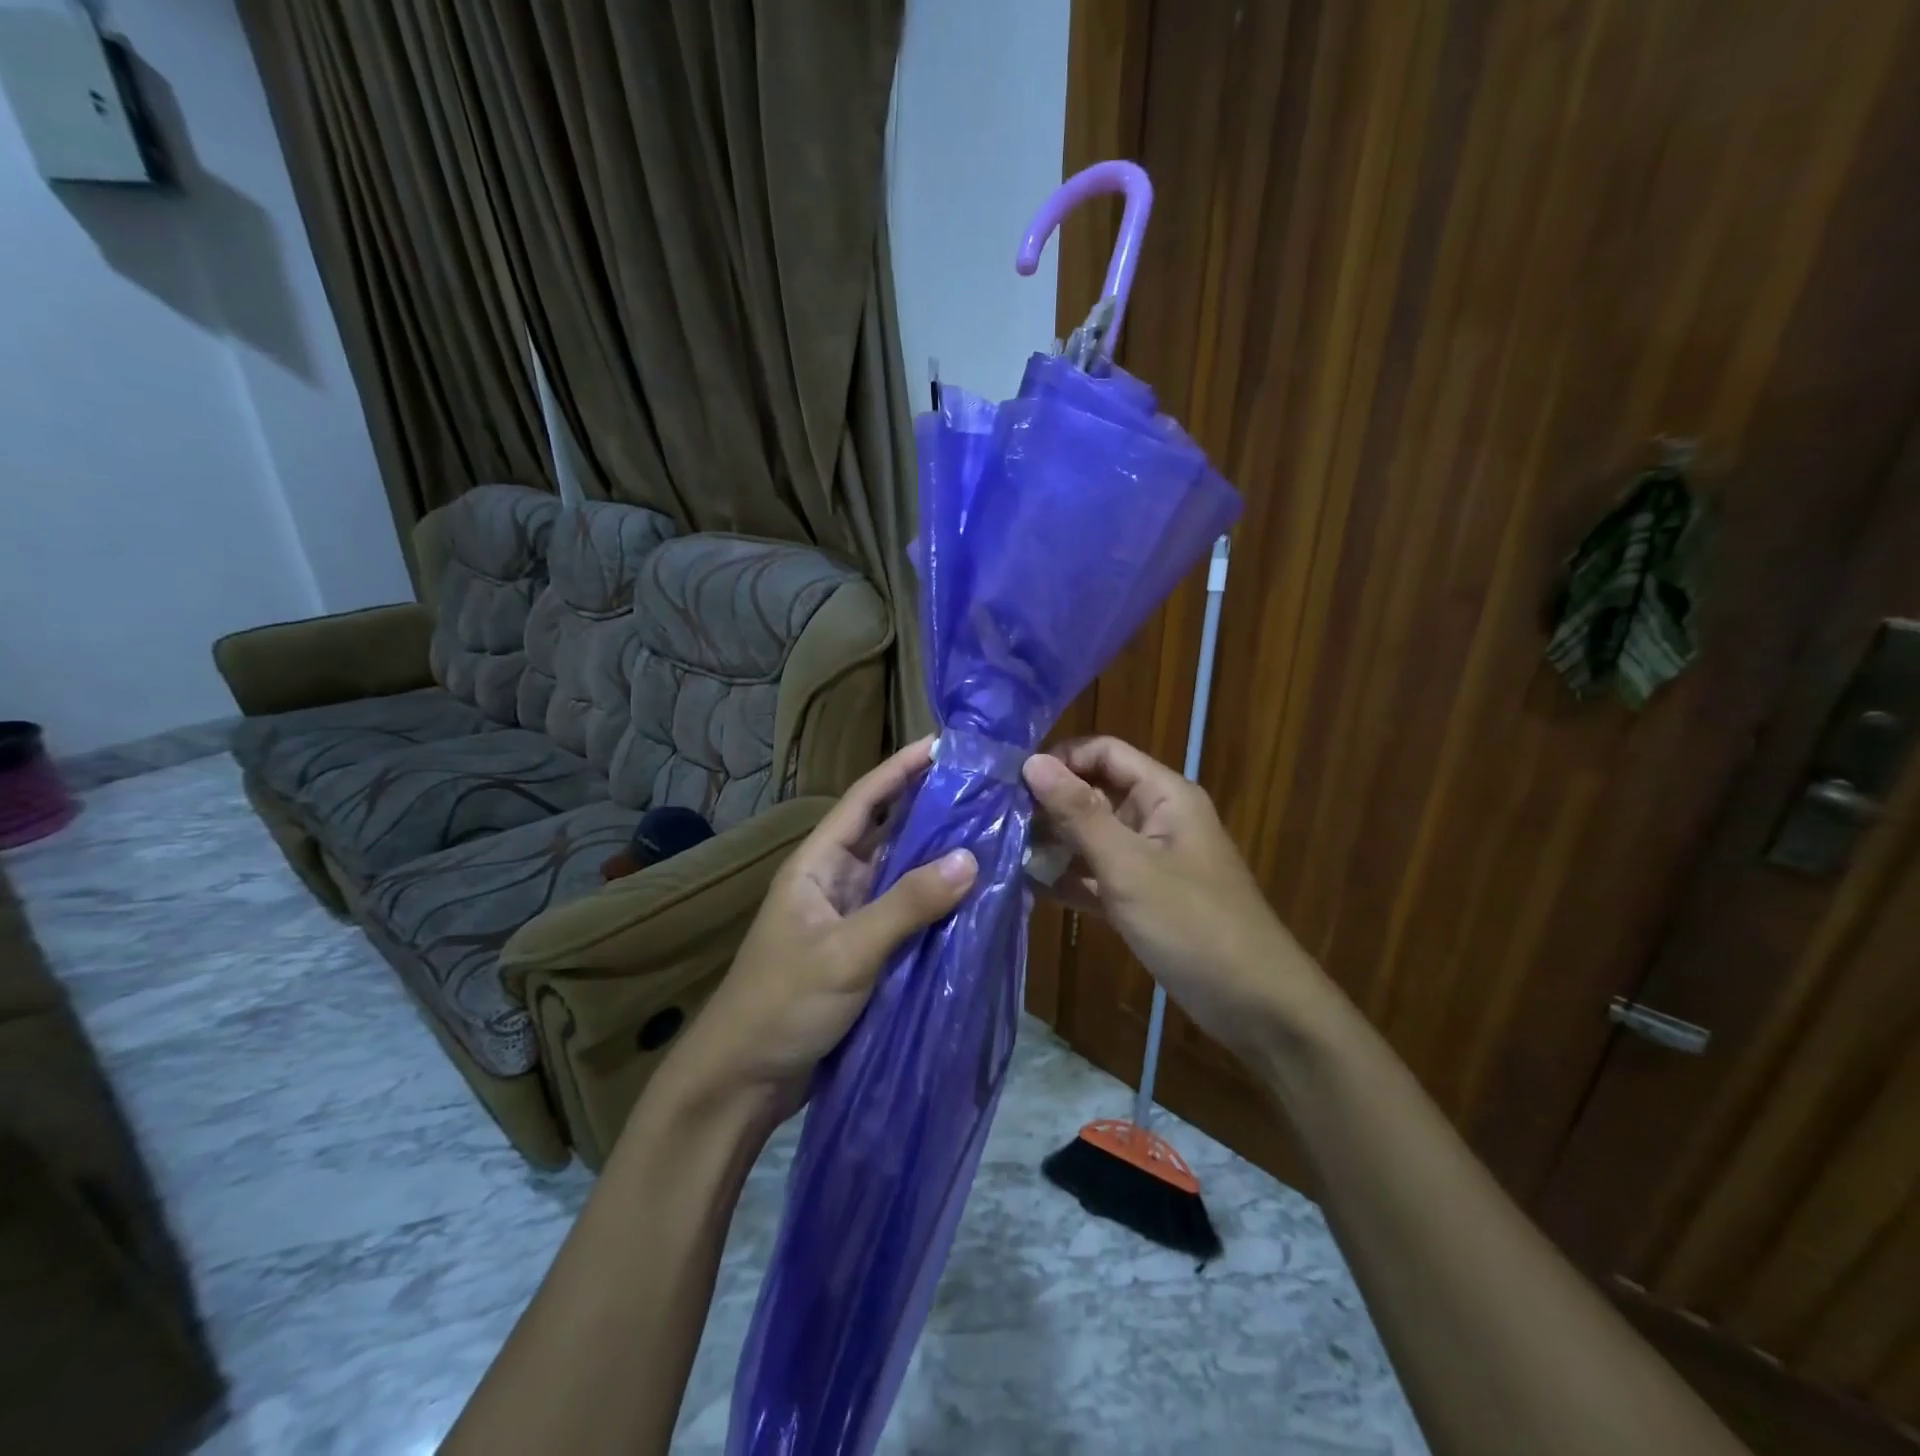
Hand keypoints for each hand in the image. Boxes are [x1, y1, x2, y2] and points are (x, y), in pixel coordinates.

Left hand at [661, 737, 977, 1124]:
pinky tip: (975, 899)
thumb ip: (907, 905)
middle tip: (987, 790)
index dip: (902, 768)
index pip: (864, 800)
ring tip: (993, 835)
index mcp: (818, 863)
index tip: (946, 743)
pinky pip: (907, 915)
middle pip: (889, 833)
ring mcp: (851, 918)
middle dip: (932, 809)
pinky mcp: (865, 953)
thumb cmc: (783, 1003)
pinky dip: (937, 904)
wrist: (743, 1081)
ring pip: (902, 875)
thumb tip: (971, 858)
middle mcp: (836, 881)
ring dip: (940, 858)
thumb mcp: (846, 952)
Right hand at [1023, 737, 1322, 1058]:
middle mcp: (1156, 819)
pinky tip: (1027, 887)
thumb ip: (1078, 813)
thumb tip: (1032, 762)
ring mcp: (1148, 861)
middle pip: (1095, 793)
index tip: (1013, 781)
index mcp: (1164, 795)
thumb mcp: (1128, 865)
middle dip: (1050, 804)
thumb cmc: (1192, 924)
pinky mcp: (1141, 898)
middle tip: (998, 820)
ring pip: (1092, 837)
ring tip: (1002, 852)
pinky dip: (1068, 879)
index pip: (1105, 753)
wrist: (1254, 1004)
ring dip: (1053, 843)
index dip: (1061, 759)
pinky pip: (1097, 876)